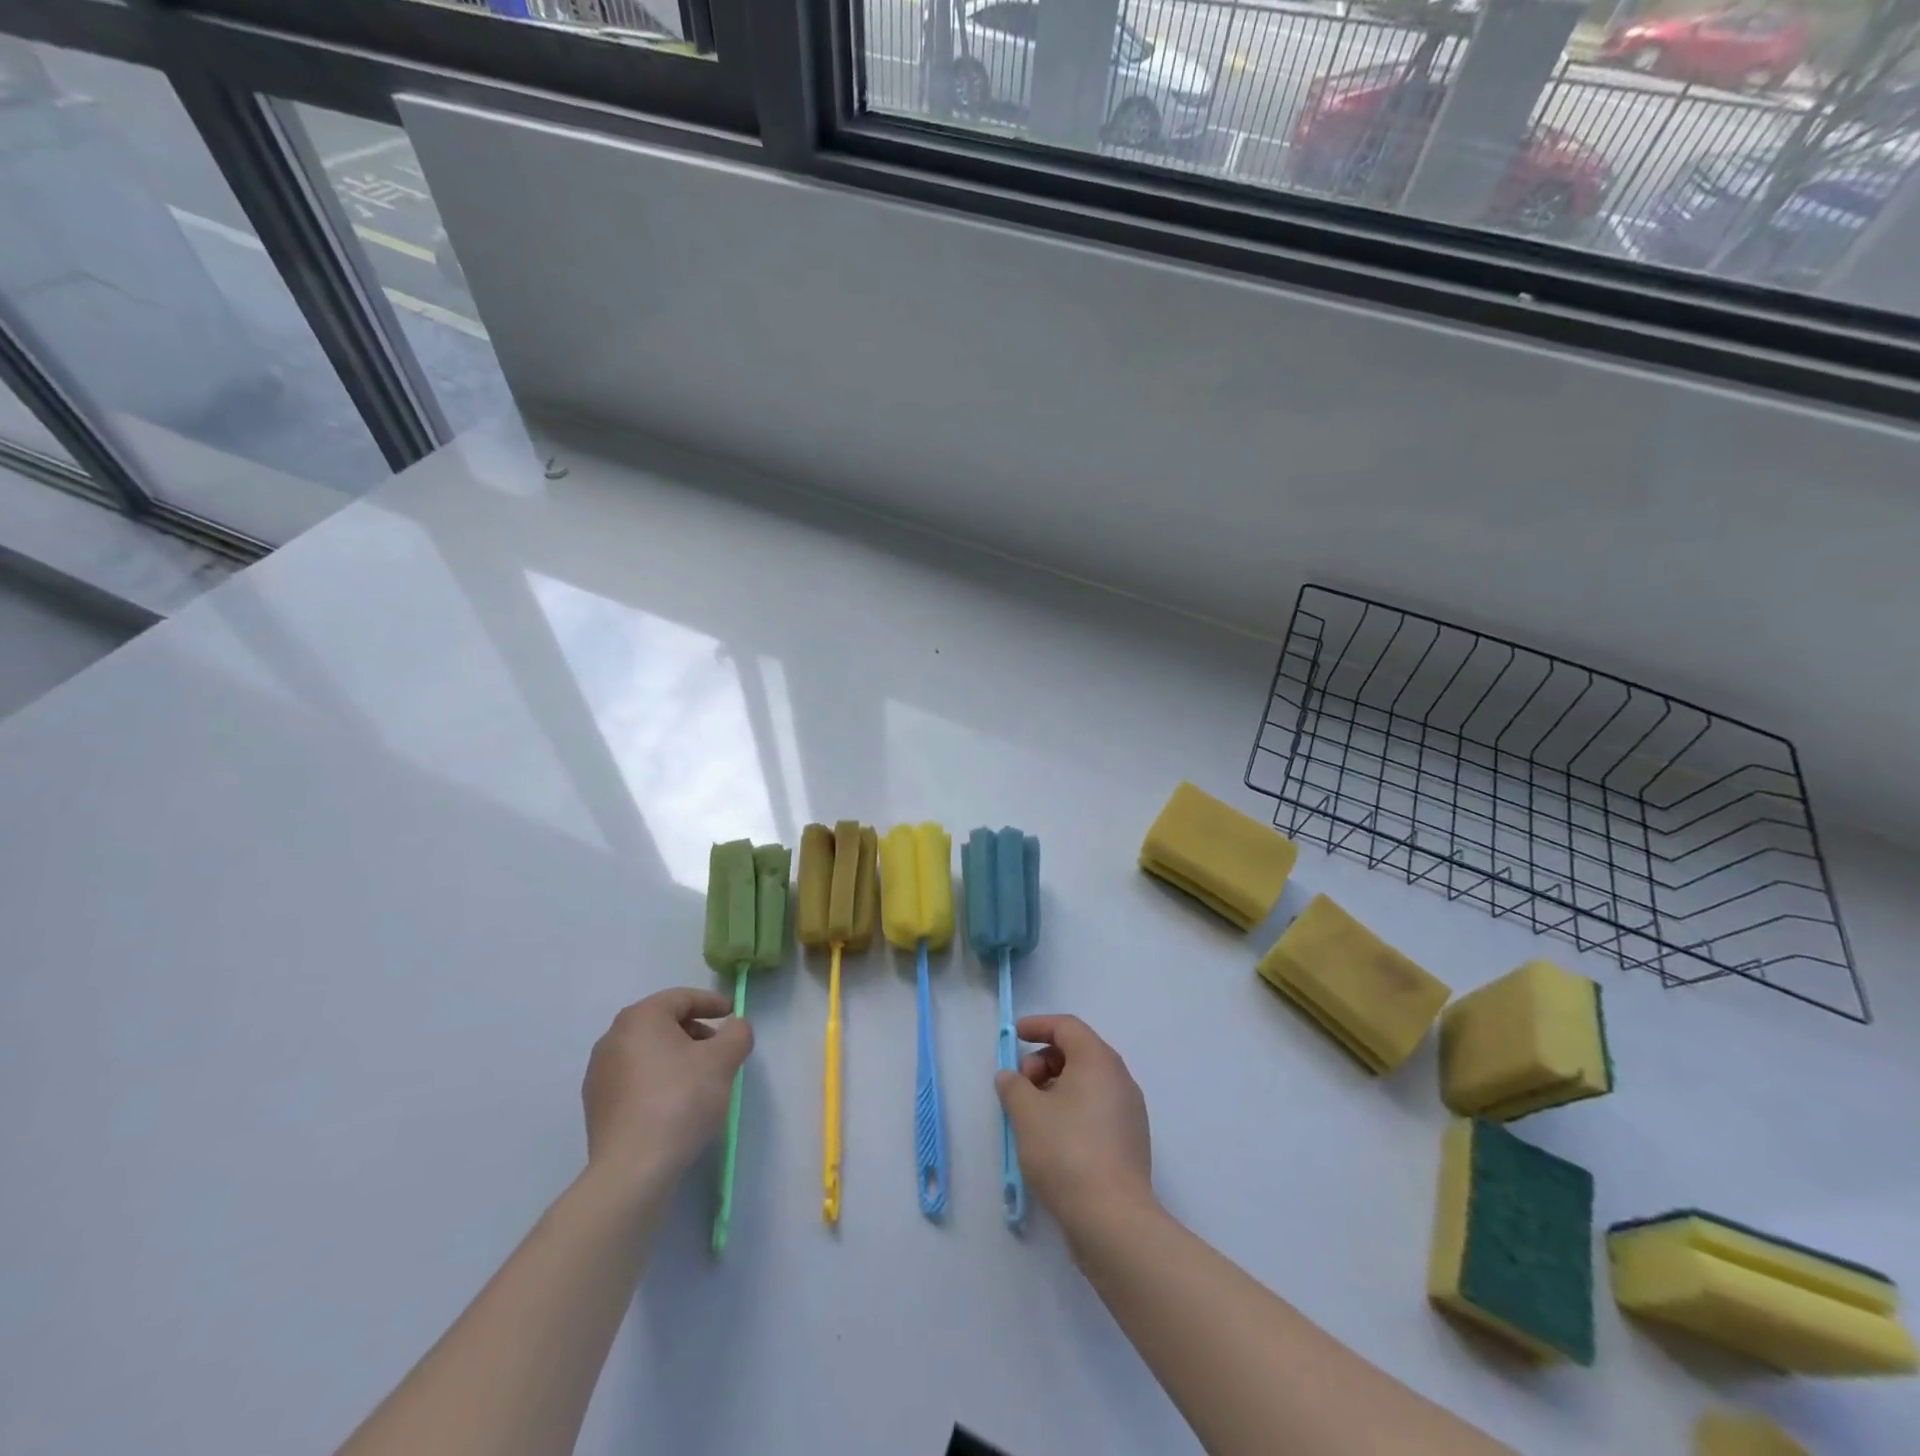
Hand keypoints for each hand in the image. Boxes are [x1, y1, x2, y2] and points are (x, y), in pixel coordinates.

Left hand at [582, 988, 752, 1193]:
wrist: (632, 1170)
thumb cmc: (681, 1100)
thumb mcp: (724, 1059)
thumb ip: (737, 1033)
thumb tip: (734, 1027)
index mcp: (640, 1018)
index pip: (681, 998)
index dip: (712, 1002)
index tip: (732, 1014)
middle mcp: (613, 1038)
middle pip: (663, 1023)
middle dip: (695, 1031)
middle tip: (720, 1049)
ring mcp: (599, 1074)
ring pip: (648, 1052)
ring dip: (677, 1057)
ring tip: (701, 1079)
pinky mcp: (596, 1106)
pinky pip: (635, 1079)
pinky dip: (658, 1080)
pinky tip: (676, 1103)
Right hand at [995, 1014, 1153, 1236]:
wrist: (1113, 1219)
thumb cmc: (1066, 1152)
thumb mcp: (1027, 1113)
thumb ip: (1013, 1086)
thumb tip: (1010, 1077)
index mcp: (1098, 1061)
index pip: (1067, 1027)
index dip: (1038, 1026)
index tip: (1014, 1036)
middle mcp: (1119, 1078)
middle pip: (1078, 1052)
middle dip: (1044, 1060)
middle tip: (1021, 1085)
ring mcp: (1129, 1111)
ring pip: (1087, 1082)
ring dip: (1056, 1087)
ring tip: (1031, 1115)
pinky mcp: (1130, 1141)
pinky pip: (1096, 1108)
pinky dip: (1072, 1109)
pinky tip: (1052, 1137)